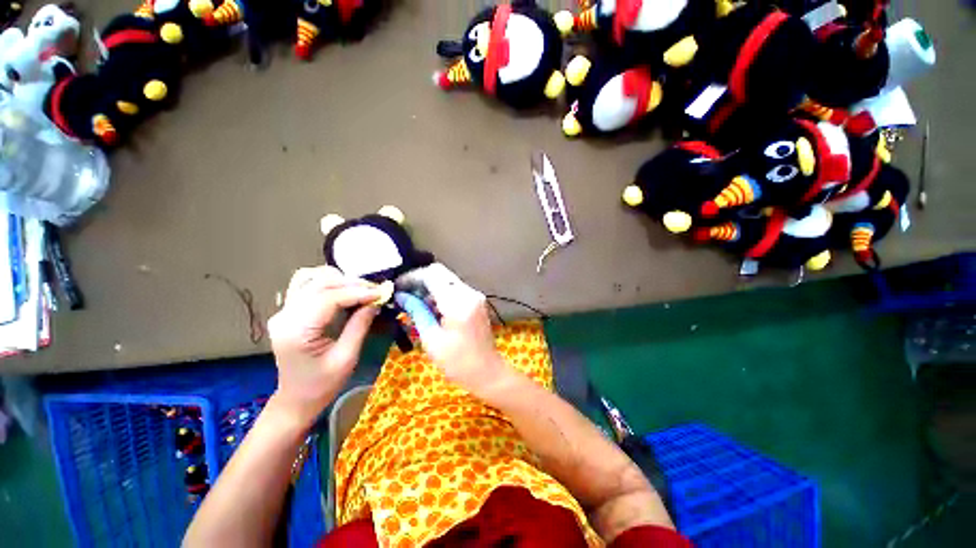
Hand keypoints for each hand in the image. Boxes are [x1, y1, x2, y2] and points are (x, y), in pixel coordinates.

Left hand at [267, 266, 382, 426]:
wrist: (296, 399)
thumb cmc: (322, 384)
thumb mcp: (347, 358)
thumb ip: (360, 326)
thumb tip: (376, 302)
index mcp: (296, 331)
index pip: (329, 298)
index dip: (358, 292)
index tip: (381, 293)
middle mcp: (285, 316)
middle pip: (320, 283)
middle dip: (352, 284)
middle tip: (376, 291)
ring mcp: (284, 312)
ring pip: (310, 278)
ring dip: (339, 279)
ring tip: (361, 289)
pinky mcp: (288, 311)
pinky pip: (306, 285)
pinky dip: (327, 282)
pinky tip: (343, 289)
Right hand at [399, 264, 514, 398]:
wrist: (487, 372)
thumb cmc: (457, 362)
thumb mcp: (432, 339)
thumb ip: (417, 312)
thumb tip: (401, 296)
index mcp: (458, 302)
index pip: (432, 274)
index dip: (411, 277)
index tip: (397, 287)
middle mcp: (469, 292)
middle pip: (440, 273)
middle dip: (419, 281)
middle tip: (403, 294)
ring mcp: (475, 295)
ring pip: (447, 280)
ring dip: (429, 287)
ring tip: (413, 303)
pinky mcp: (476, 301)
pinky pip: (454, 289)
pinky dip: (440, 294)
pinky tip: (429, 308)